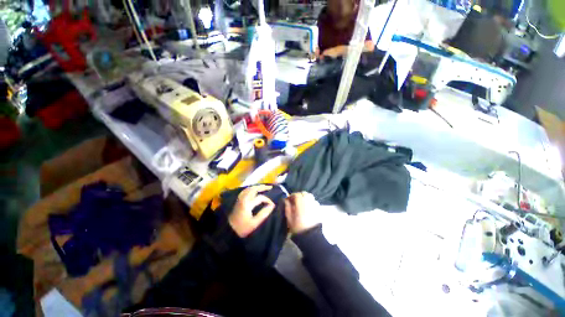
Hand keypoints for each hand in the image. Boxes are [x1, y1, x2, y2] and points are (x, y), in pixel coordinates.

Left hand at [229, 185, 274, 237]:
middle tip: (270, 187)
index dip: (268, 200)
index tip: (273, 205)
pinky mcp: (238, 200)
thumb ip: (264, 213)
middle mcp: (243, 198)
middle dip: (262, 187)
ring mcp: (240, 198)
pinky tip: (253, 190)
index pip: (260, 197)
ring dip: (257, 187)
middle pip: (253, 189)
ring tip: (263, 187)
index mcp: (248, 204)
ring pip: (249, 188)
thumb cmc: (242, 228)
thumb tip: (272, 205)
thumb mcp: (254, 223)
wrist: (228, 231)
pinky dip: (251, 188)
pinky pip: (245, 190)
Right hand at [284, 192, 320, 234]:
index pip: (296, 194)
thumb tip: (286, 200)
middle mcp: (308, 201)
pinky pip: (314, 201)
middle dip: (298, 195)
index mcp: (300, 203)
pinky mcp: (318, 208)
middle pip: (304, 193)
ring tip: (301, 203)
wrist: (310, 236)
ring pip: (309, 196)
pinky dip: (310, 201)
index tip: (288, 200)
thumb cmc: (298, 227)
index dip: (292, 196)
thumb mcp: (289, 218)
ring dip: (304, 197)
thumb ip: (287, 207)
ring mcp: (314, 204)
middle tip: (295, 201)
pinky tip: (307, 206)